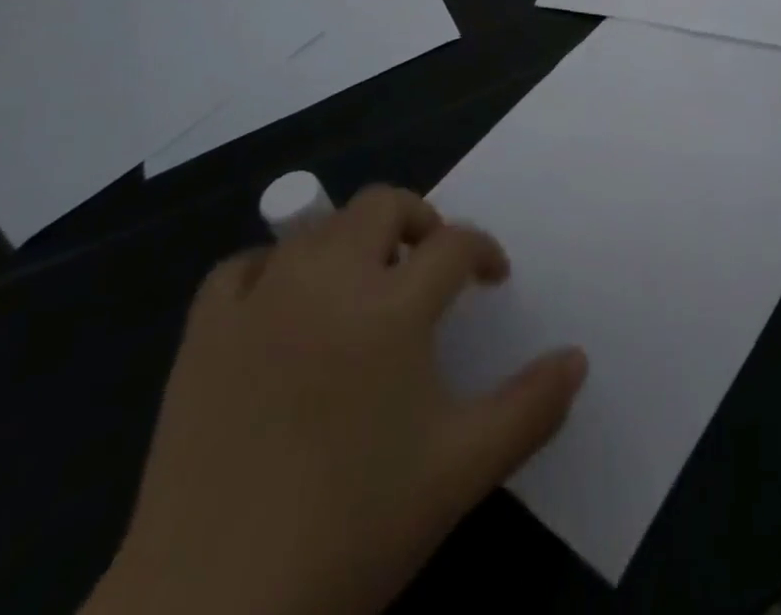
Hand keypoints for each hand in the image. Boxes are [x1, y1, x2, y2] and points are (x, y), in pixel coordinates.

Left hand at [84, 187, 586, 614]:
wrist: (209, 614)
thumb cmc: (351, 531)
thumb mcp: (462, 472)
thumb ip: (531, 407)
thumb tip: (577, 359)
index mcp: (392, 306)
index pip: (455, 243)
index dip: (483, 251)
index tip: (491, 280)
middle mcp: (327, 280)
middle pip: (383, 205)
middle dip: (420, 221)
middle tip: (431, 266)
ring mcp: (259, 301)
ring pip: (317, 229)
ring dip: (353, 242)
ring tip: (365, 289)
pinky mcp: (203, 334)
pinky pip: (242, 268)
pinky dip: (273, 269)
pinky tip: (284, 306)